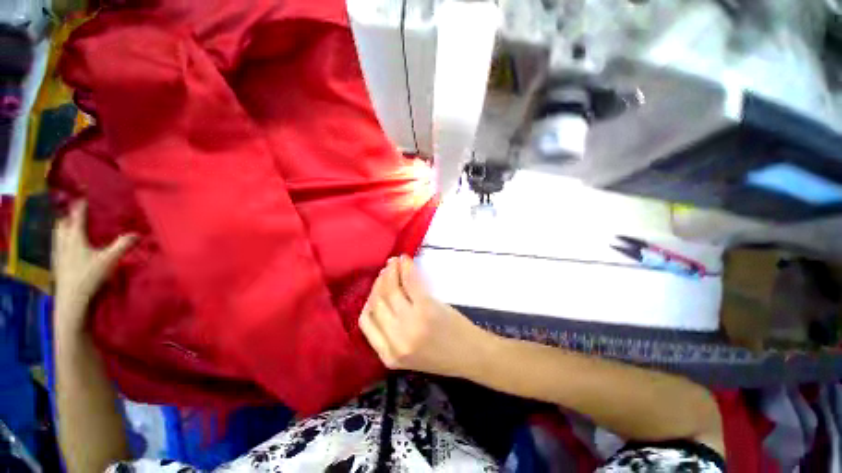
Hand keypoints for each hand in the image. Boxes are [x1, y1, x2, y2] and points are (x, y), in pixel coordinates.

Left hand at [52, 201, 134, 330]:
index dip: (80, 205)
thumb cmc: (89, 276)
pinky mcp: (56, 263)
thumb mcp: (109, 260)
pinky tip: (63, 244)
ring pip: (56, 234)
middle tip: (73, 209)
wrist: (71, 299)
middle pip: (61, 223)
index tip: (83, 195)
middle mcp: (63, 241)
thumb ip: (123, 245)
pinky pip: (56, 245)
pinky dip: (59, 239)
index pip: (76, 216)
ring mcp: (58, 253)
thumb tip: (138, 233)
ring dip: (61, 226)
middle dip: (67, 214)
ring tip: (66, 223)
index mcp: (75, 237)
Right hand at [359, 255, 493, 377]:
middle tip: (386, 271)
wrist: (473, 355)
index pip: (365, 321)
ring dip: (390, 272)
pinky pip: (409, 282)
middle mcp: (396, 340)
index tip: (376, 288)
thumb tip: (382, 299)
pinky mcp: (426, 308)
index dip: (369, 300)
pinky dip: (405, 268)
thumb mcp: (409, 353)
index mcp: (389, 356)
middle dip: (379, 283)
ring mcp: (411, 323)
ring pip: (389, 290)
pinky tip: (405, 261)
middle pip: (376, 303)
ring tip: (394, 263)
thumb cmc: (444, 354)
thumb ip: (391, 333)